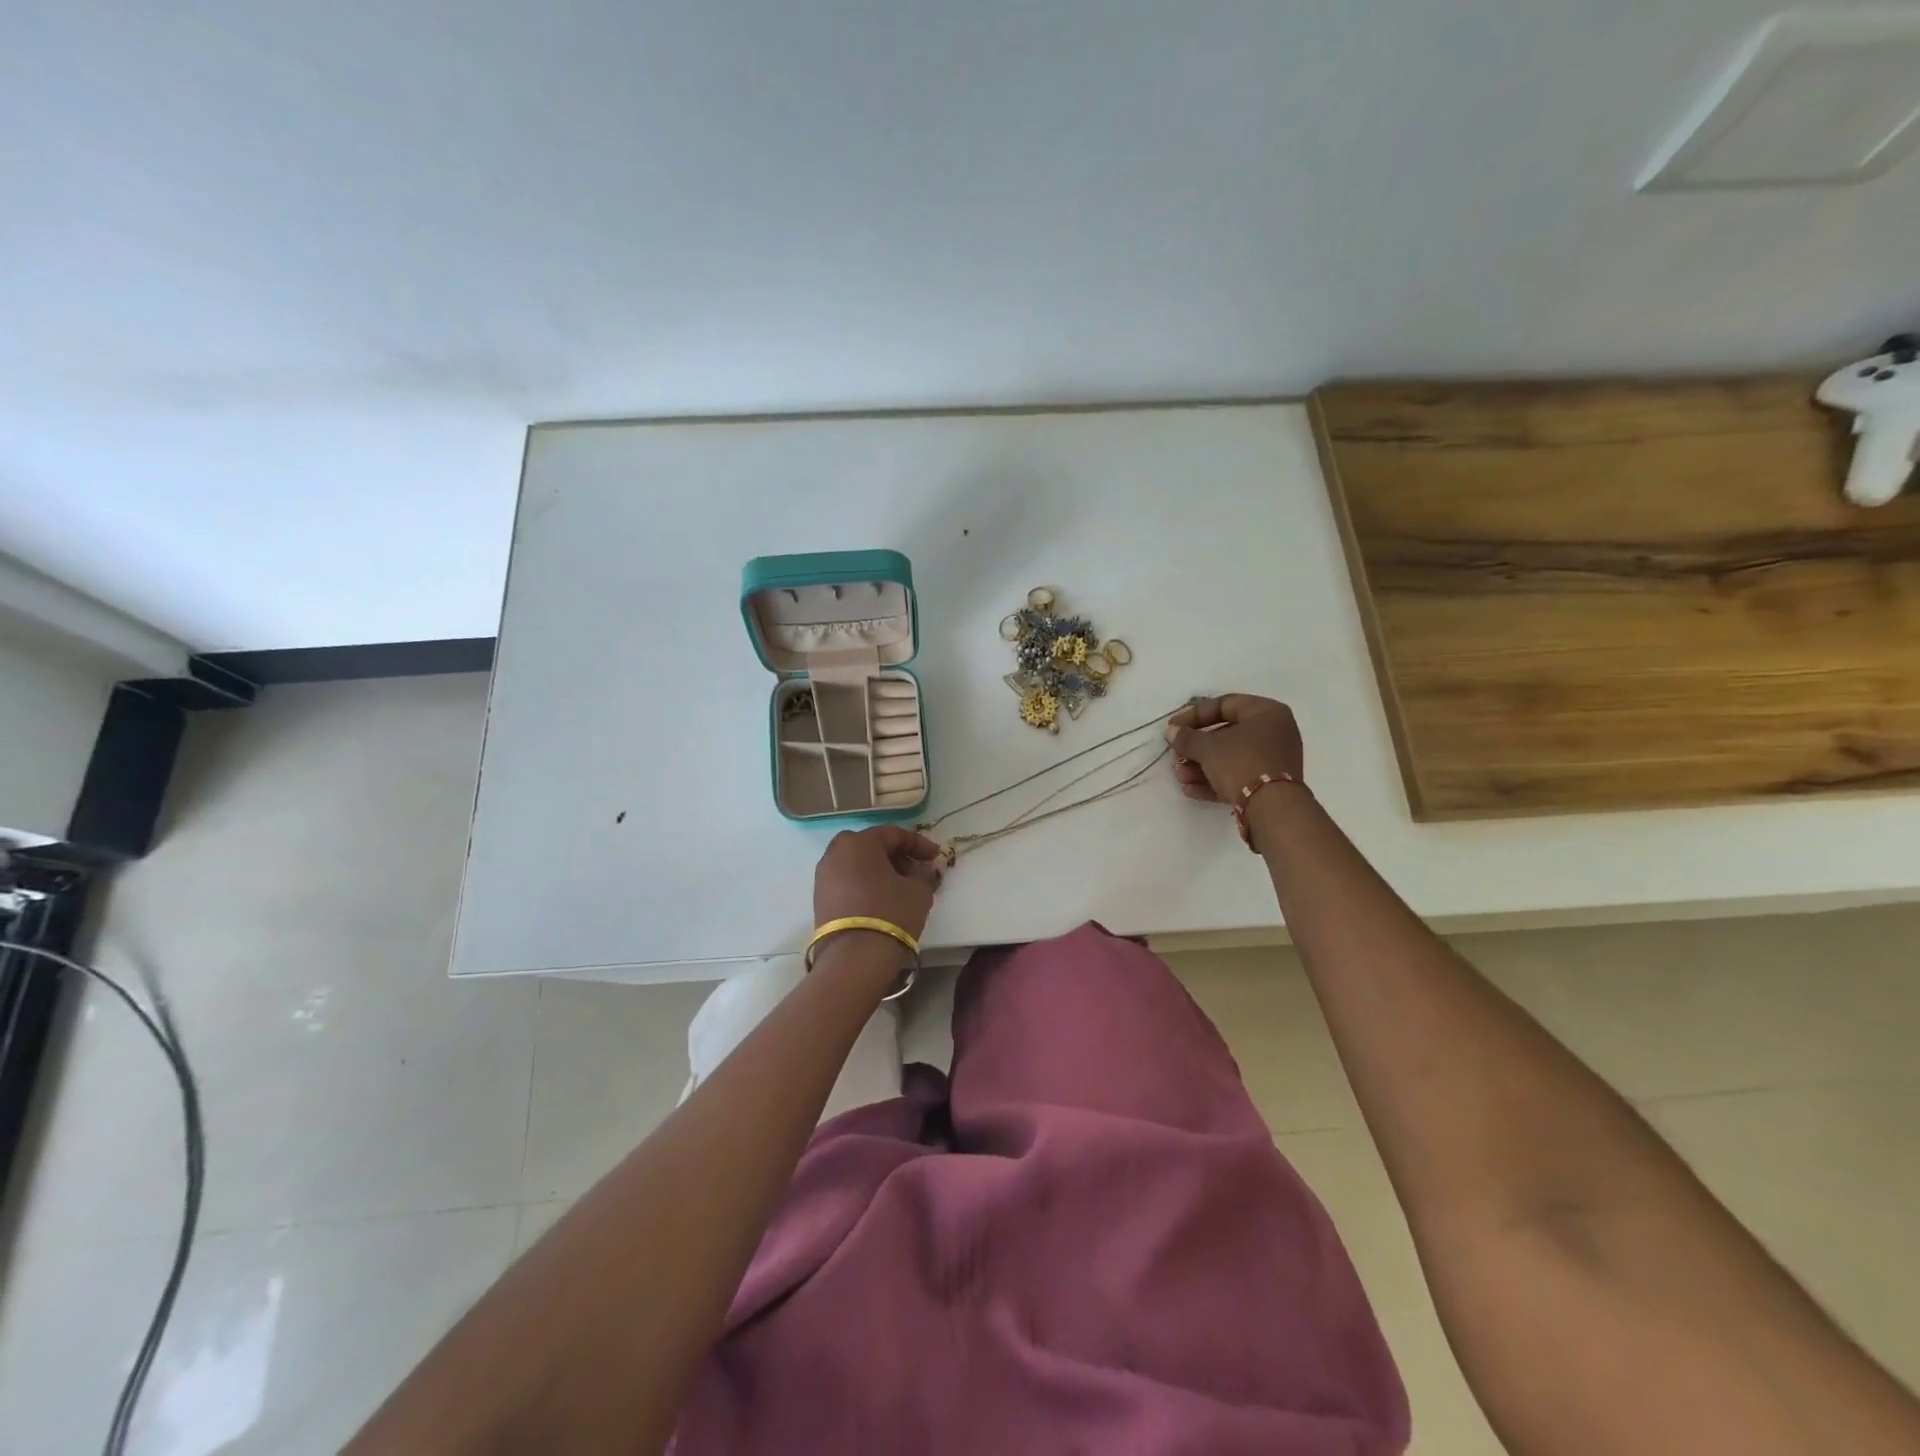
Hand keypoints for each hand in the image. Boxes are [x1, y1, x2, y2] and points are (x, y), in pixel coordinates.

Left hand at [812, 825, 943, 939]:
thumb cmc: (891, 913)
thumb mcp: (919, 891)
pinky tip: (882, 899)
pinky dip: (865, 884)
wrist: (854, 958)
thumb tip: (923, 870)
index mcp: (859, 842)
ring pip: (857, 863)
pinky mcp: (819, 898)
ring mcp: (823, 876)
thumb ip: (924, 873)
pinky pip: (847, 880)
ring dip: (880, 870)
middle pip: (871, 846)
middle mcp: (836, 852)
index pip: (893, 834)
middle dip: (896, 856)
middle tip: (916, 871)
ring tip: (901, 887)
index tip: (935, 857)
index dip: (918, 844)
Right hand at [1165, 695, 1304, 803]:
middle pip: (1225, 734)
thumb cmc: (1241, 762)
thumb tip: (1172, 732)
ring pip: (1230, 757)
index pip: (1223, 705)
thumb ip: (1186, 737)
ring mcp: (1274, 759)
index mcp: (1266, 712)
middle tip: (1175, 757)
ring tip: (1181, 777)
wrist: (1272, 807)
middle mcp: (1274, 732)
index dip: (1193, 715)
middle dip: (1195, 748)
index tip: (1172, 728)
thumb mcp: (1207, 747)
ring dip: (1200, 767)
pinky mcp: (1270, 784)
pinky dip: (1215, 780)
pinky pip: (1238, 775)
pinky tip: (1191, 790)